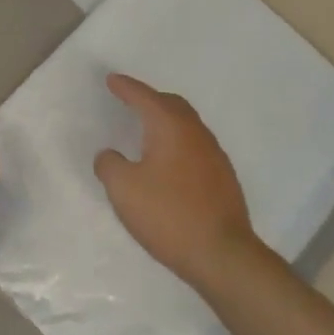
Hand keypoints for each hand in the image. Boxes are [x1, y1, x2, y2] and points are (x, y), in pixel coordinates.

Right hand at [93, 74, 262, 292]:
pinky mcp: (224, 177)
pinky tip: (170, 161)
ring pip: (187, 124)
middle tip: (131, 100)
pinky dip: (178, 142)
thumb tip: (109, 155)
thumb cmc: (168, 215)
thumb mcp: (123, 190)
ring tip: (149, 130)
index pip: (144, 97)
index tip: (112, 79)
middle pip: (171, 104)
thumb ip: (109, 165)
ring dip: (167, 120)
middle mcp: (195, 132)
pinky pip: (195, 145)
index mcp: (170, 127)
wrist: (222, 254)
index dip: (126, 87)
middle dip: (150, 99)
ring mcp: (214, 154)